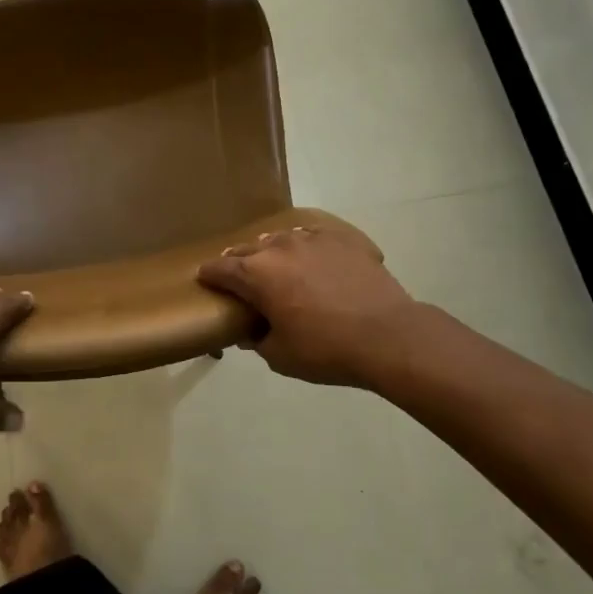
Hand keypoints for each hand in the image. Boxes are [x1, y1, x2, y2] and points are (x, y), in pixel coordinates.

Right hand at [197, 223, 418, 389]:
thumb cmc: (326, 349)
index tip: (205, 279)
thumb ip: (258, 340)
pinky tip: (314, 259)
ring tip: (277, 265)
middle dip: (239, 261)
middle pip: (248, 249)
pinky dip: (307, 247)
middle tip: (239, 277)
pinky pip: (315, 237)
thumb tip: (251, 332)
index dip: (210, 275)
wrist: (388, 336)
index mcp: (257, 274)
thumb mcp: (281, 356)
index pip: (221, 268)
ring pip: (281, 239)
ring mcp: (313, 239)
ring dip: (272, 252)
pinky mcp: (343, 239)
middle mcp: (279, 248)